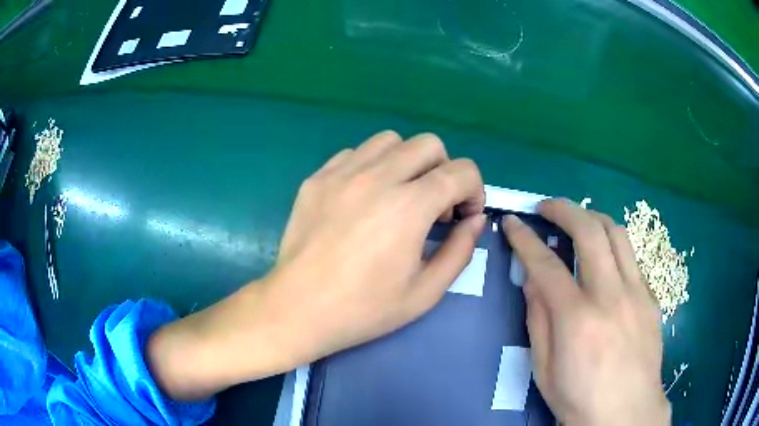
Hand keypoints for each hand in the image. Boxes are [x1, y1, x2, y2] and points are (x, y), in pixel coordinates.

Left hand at [270, 130, 484, 361]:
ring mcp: (341, 173)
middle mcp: (376, 177)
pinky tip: (365, 198)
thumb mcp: (426, 292)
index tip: (464, 216)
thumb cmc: (364, 309)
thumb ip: (460, 251)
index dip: (474, 191)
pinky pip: (354, 154)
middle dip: (444, 170)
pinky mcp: (317, 178)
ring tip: (400, 196)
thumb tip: (474, 220)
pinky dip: (371, 166)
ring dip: (407, 162)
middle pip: (429, 144)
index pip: (461, 171)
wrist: (299, 309)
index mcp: (409, 206)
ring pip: (390, 141)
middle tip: (434, 206)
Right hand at [502, 199, 669, 425]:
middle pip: (589, 231)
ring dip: (593, 218)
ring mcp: (637, 293)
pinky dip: (614, 249)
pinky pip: (632, 260)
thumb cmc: (579, 398)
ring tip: (579, 221)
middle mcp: (610, 295)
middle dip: (564, 209)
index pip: (545, 264)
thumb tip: (532, 281)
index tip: (513, 222)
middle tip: (547, 206)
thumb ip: (538, 320)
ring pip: (617, 234)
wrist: (626, 413)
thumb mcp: (544, 369)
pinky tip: (605, 263)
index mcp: (577, 318)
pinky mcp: (651, 298)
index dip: (525, 239)